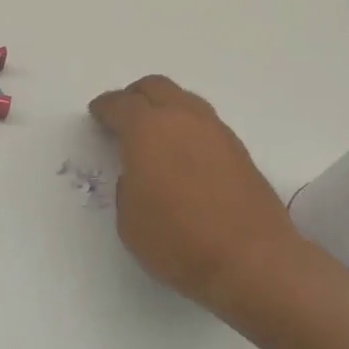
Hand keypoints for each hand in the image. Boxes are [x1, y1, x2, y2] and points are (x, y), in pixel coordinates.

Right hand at [89, 75, 320, 322]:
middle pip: (156, 88)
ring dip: (166, 108)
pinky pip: (205, 123)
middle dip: (135, 96)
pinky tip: (184, 152)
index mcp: (148, 130)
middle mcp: (183, 119)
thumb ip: (128, 186)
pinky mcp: (240, 151)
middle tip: (123, 114)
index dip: (105, 107)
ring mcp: (217, 132)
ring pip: (185, 101)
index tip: (97, 113)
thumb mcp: (130, 220)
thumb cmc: (178, 241)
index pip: (121, 105)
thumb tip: (141, 176)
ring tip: (155, 132)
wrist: (251, 260)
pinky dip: (188, 127)